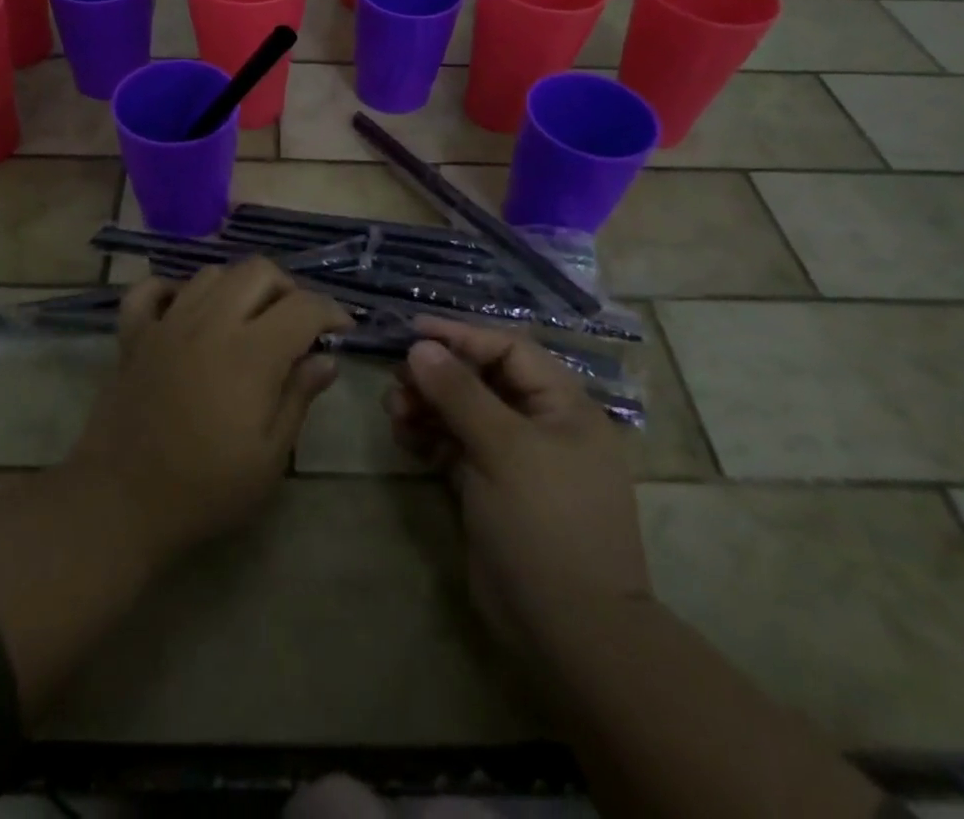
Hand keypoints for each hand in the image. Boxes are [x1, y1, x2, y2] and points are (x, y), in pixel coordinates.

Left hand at [67, 261, 350, 565]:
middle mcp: (210, 322)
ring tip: (247, 319)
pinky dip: (172, 291)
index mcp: (251, 353)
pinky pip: (150, 290)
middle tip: (295, 324)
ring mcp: (167, 323)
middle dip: (288, 289)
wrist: (120, 503)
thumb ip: (299, 398)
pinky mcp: (133, 335)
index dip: (331, 311)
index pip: (303, 306)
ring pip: (211, 274)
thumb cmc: (205, 489)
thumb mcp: (269, 458)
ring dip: (237, 287)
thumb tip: (325, 360)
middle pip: (258, 271)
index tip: (342, 330)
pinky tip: (185, 311)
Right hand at [384, 318, 650, 656]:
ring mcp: (515, 459)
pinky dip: (429, 438)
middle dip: (438, 375)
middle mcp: (541, 424)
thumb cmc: (545, 523)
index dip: (461, 336)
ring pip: (464, 413)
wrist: (569, 632)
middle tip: (397, 379)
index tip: (413, 331)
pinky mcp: (491, 488)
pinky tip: (403, 437)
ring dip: (427, 406)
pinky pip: (455, 447)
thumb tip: (420, 346)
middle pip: (482, 380)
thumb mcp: (503, 448)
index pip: (508, 350)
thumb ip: (459, 392)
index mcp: (563, 406)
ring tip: (394, 411)